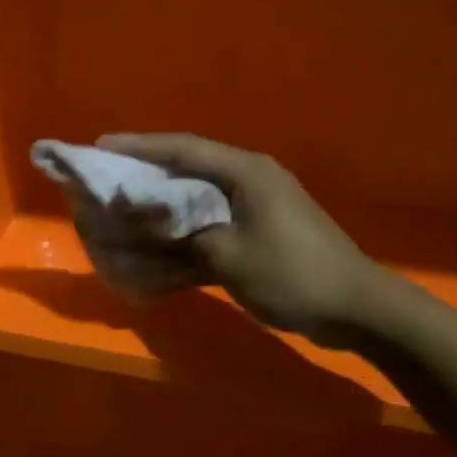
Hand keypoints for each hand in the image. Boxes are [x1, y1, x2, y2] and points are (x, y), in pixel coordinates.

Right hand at [91, 134, 379, 342]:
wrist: (356, 309)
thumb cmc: (292, 273)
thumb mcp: (228, 254)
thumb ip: (180, 232)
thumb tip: (139, 219)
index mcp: (245, 172)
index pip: (182, 149)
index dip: (139, 147)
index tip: (100, 146)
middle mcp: (248, 181)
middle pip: (187, 170)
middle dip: (145, 175)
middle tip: (106, 178)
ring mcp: (255, 208)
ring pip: (196, 200)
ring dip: (161, 208)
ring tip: (121, 210)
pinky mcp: (257, 234)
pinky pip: (209, 227)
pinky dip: (183, 237)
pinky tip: (156, 250)